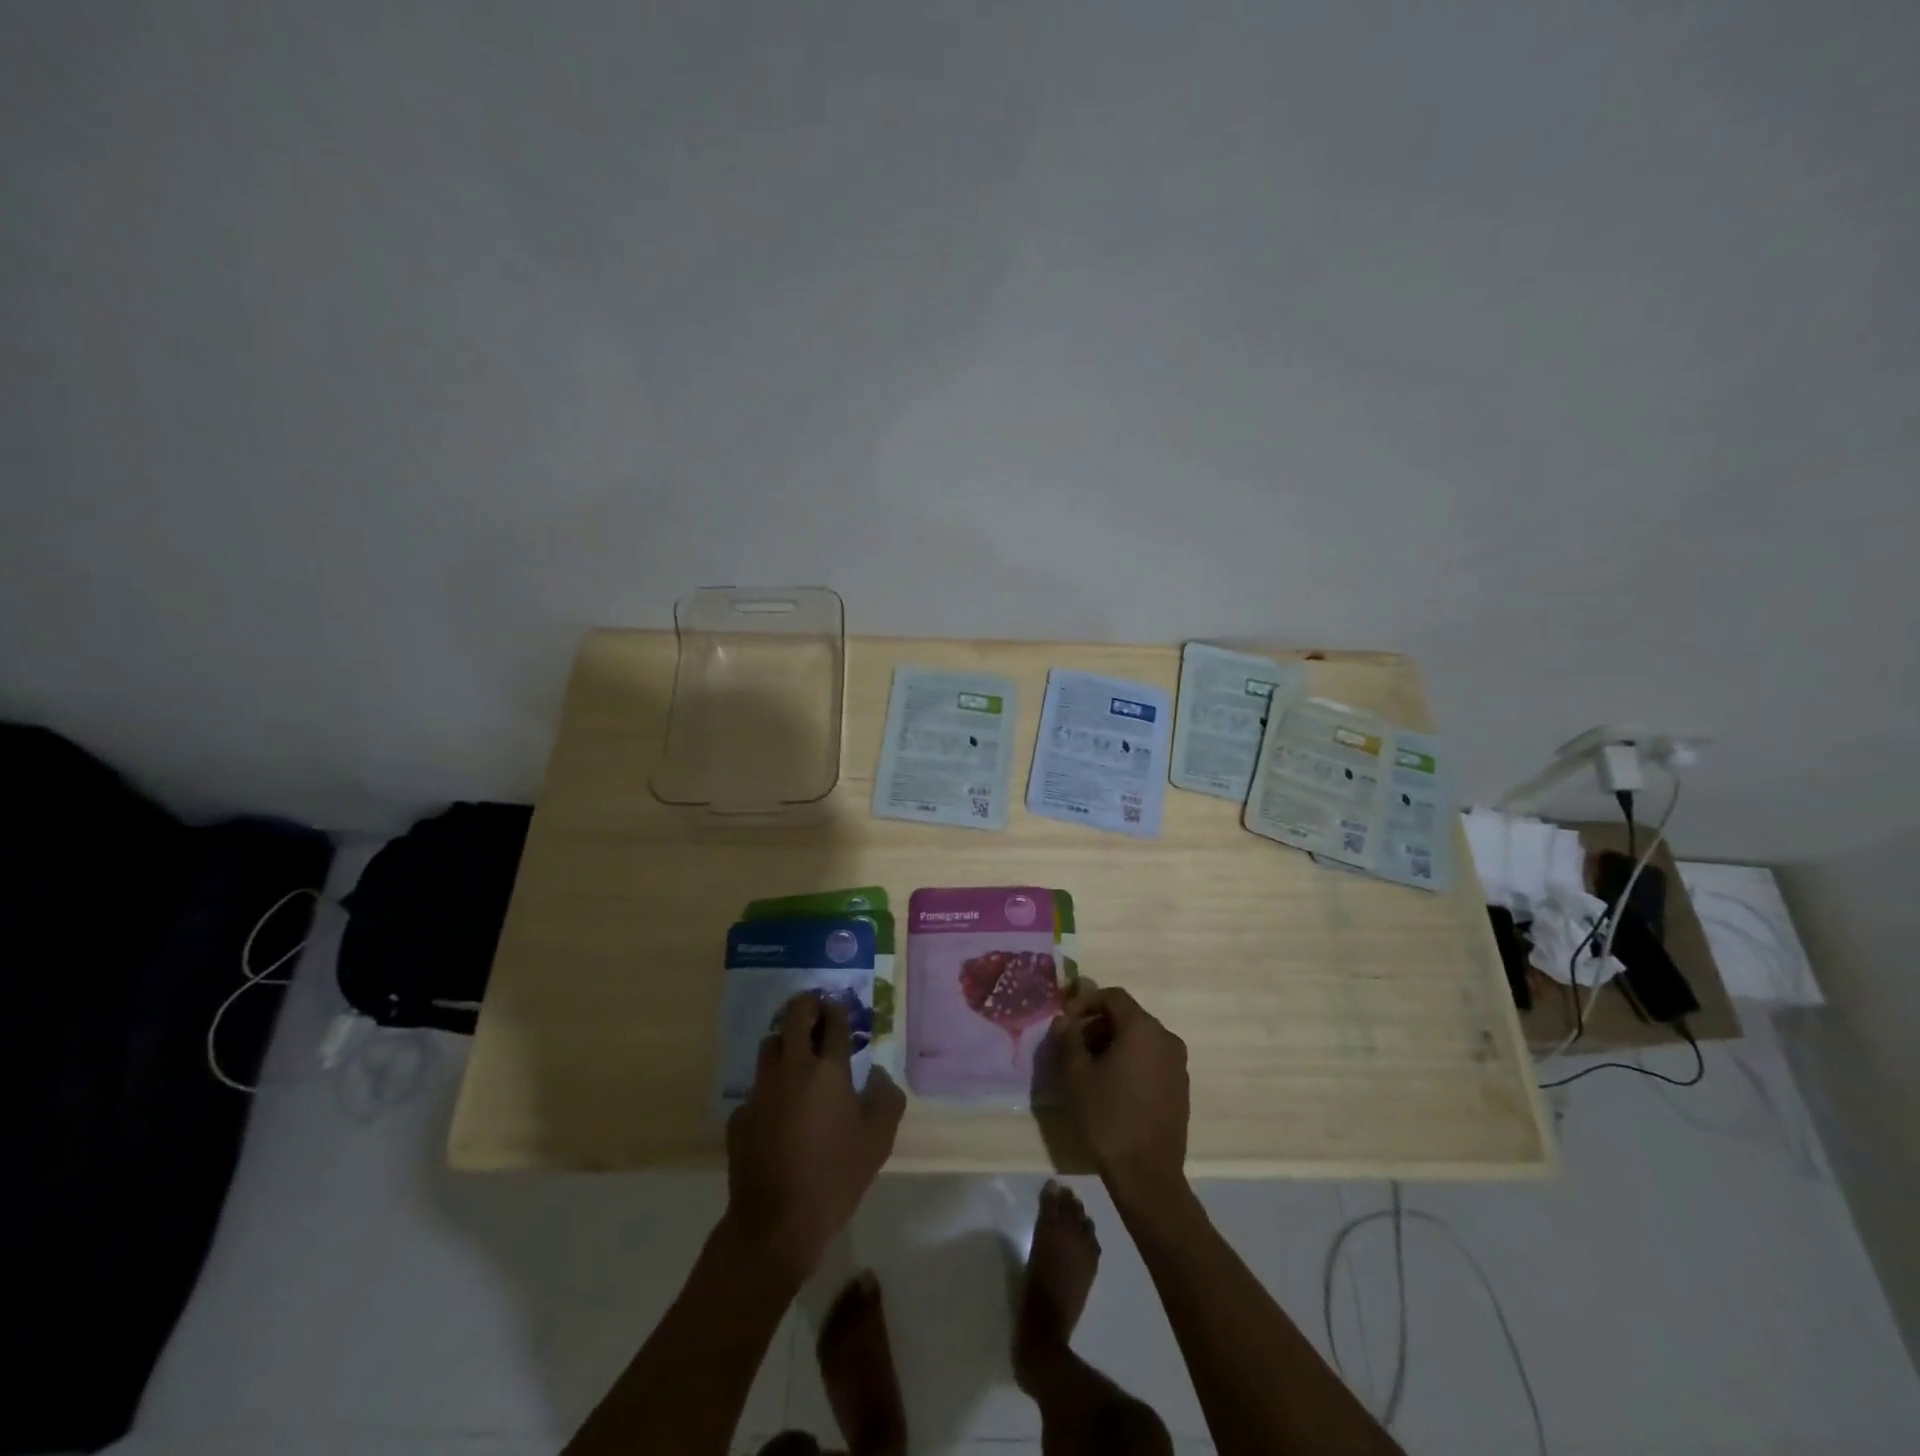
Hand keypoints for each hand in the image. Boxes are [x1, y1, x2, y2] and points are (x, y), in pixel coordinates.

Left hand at [724, 992, 905, 1283]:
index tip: (840, 1005)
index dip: (838, 1008)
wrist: (776, 1223)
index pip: (833, 1022)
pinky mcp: (740, 1115)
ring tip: (796, 1052)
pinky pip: (756, 1087)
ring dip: (784, 1040)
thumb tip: (879, 1075)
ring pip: (769, 1046)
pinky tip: (778, 1108)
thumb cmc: (835, 1177)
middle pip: (794, 1017)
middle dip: (807, 1005)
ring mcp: (760, 1090)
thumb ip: (886, 1099)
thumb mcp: (878, 1141)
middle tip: (816, 1008)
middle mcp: (791, 1069)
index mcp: (828, 1070)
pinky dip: (769, 1086)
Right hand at [1048, 983, 1189, 1201]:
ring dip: (1112, 1042)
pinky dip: (1130, 1060)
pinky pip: (1151, 1059)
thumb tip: (1063, 1020)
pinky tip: (1111, 1085)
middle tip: (1072, 1045)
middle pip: (1127, 1016)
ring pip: (1140, 1038)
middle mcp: (1166, 1038)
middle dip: (1097, 1024)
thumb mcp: (1077, 1076)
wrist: (1147, 1175)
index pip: (1113, 997)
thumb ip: (1068, 1039)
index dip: (1085, 1002)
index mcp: (1143, 1028)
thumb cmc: (1108, 1118)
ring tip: (1088, 1066)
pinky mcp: (1180, 1087)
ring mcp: (1177, 1064)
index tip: (1065, 1021)